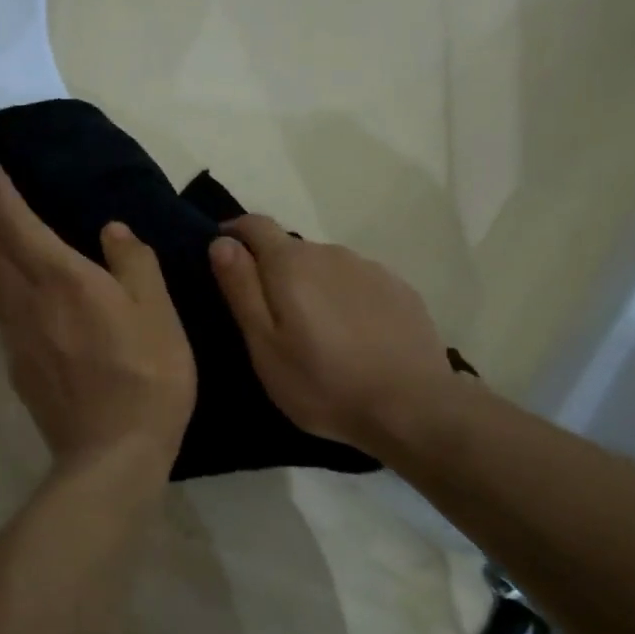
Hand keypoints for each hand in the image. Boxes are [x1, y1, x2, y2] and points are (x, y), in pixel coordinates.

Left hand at [0, 158, 195, 471]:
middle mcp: (27, 300)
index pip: (17, 222)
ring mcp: (17, 334)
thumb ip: (133, 263)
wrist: (112, 452)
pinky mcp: (18, 363)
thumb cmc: (146, 375)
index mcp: (61, 278)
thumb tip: (111, 231)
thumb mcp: (157, 311)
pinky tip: (5, 283)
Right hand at [209, 216, 453, 450]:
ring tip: (312, 332)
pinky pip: (357, 284)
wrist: (414, 409)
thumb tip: (221, 242)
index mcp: (291, 263)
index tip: (222, 258)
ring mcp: (370, 269)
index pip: (254, 224)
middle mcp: (331, 253)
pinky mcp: (400, 290)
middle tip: (268, 318)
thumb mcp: (264, 345)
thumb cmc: (323, 383)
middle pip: (290, 248)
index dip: (233, 234)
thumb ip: (241, 288)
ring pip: (325, 266)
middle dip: (271, 271)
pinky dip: (343, 299)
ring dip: (310, 286)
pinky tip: (351, 336)